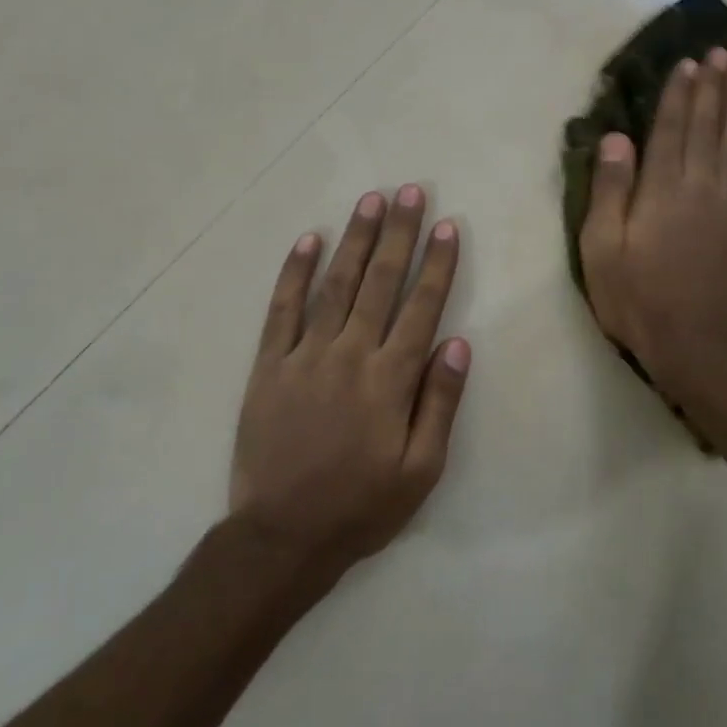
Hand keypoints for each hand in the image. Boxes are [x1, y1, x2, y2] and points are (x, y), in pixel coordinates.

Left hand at [230, 185, 471, 567]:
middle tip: (410, 191)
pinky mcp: (269, 366)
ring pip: (335, 285)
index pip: (420, 308)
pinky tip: (308, 241)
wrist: (282, 536)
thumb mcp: (421, 470)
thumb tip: (456, 344)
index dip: (436, 264)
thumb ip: (439, 404)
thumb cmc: (361, 507)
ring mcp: (305, 356)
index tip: (446, 226)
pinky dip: (295, 273)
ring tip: (370, 201)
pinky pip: (282, 310)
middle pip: (380, 283)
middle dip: (399, 234)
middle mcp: (350, 355)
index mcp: (390, 380)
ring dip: (355, 240)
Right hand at [578, 48, 726, 389]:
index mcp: (660, 191)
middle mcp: (699, 190)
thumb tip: (617, 138)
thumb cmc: (634, 297)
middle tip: (721, 54)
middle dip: (713, 91)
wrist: (690, 344)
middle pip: (707, 132)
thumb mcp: (601, 247)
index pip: (670, 132)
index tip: (688, 64)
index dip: (679, 96)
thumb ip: (610, 190)